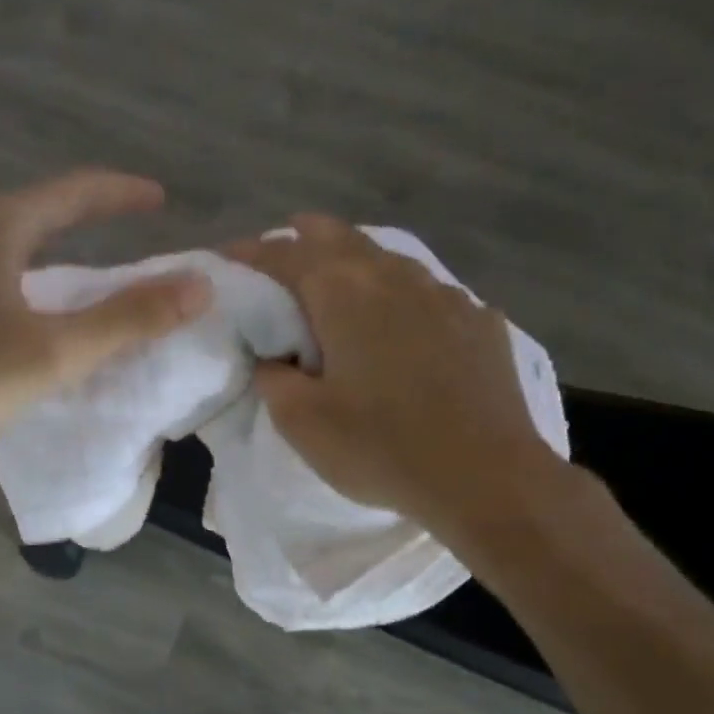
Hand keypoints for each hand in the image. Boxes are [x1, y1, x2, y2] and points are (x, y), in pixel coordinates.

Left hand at [0, 170, 210, 472]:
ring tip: (82, 270)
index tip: (160, 198)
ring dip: (50, 249)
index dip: (122, 193)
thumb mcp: (55, 351)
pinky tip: (23, 311)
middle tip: (126, 231)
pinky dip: (21, 278)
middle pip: (37, 211)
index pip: (73, 192)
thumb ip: (127, 319)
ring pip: (7, 243)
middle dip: (86, 216)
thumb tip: (199, 286)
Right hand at [227, 215, 570, 534]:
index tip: (229, 258)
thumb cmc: (380, 448)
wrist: (485, 477)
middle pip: (341, 238)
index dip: (251, 253)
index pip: (286, 255)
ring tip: (340, 281)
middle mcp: (395, 278)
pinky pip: (430, 294)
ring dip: (357, 262)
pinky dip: (402, 296)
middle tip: (283, 247)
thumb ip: (273, 379)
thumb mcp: (301, 422)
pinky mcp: (480, 323)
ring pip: (390, 260)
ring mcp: (446, 296)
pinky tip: (405, 322)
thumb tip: (273, 357)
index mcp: (344, 294)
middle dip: (305, 237)